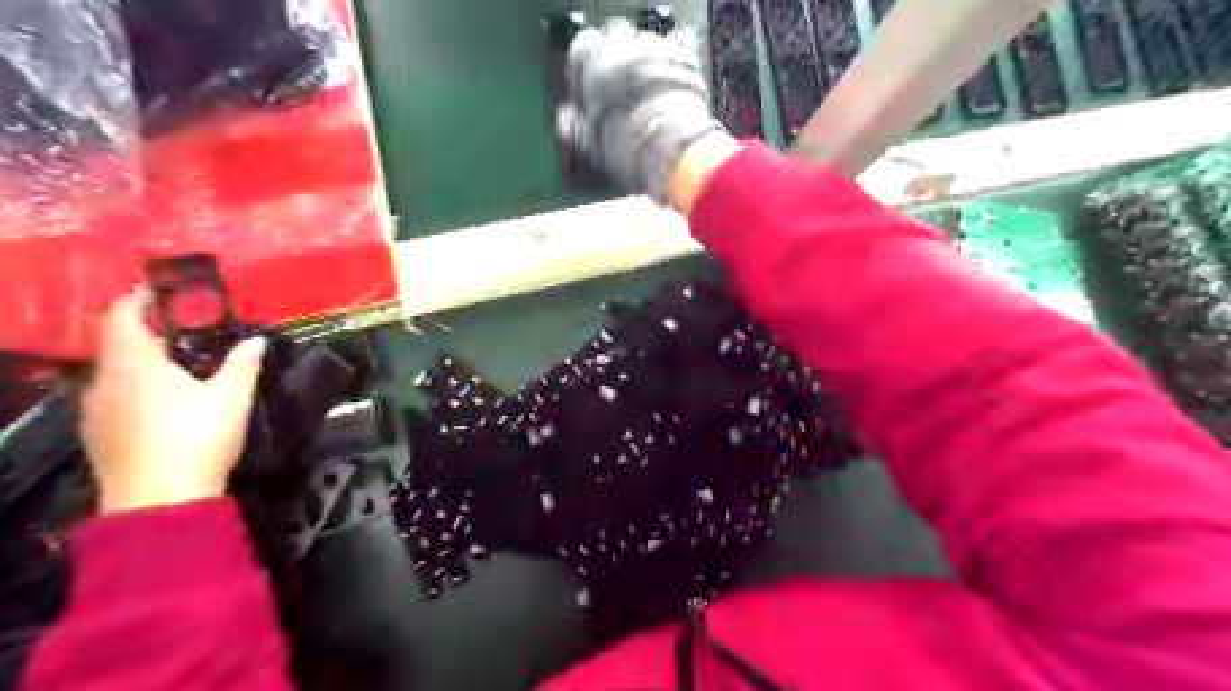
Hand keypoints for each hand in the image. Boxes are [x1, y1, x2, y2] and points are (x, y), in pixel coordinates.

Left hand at [82, 288, 266, 513]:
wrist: (160, 500)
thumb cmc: (196, 436)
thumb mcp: (231, 396)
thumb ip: (243, 364)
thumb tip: (257, 341)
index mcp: (133, 364)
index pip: (121, 317)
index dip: (137, 299)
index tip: (159, 291)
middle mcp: (104, 381)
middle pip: (116, 345)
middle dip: (145, 332)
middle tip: (181, 329)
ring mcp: (96, 411)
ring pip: (114, 373)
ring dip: (139, 362)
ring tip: (176, 364)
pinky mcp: (99, 436)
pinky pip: (114, 397)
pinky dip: (135, 387)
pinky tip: (162, 401)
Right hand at [561, 18, 722, 203]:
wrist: (663, 146)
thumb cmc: (620, 145)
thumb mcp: (587, 142)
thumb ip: (575, 126)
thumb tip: (567, 123)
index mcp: (588, 60)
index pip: (582, 49)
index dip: (588, 70)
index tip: (594, 89)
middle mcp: (618, 44)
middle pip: (616, 40)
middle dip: (620, 61)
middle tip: (625, 92)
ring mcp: (652, 47)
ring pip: (647, 44)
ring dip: (648, 63)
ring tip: (652, 95)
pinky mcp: (683, 55)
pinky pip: (679, 48)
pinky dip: (677, 61)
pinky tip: (676, 83)